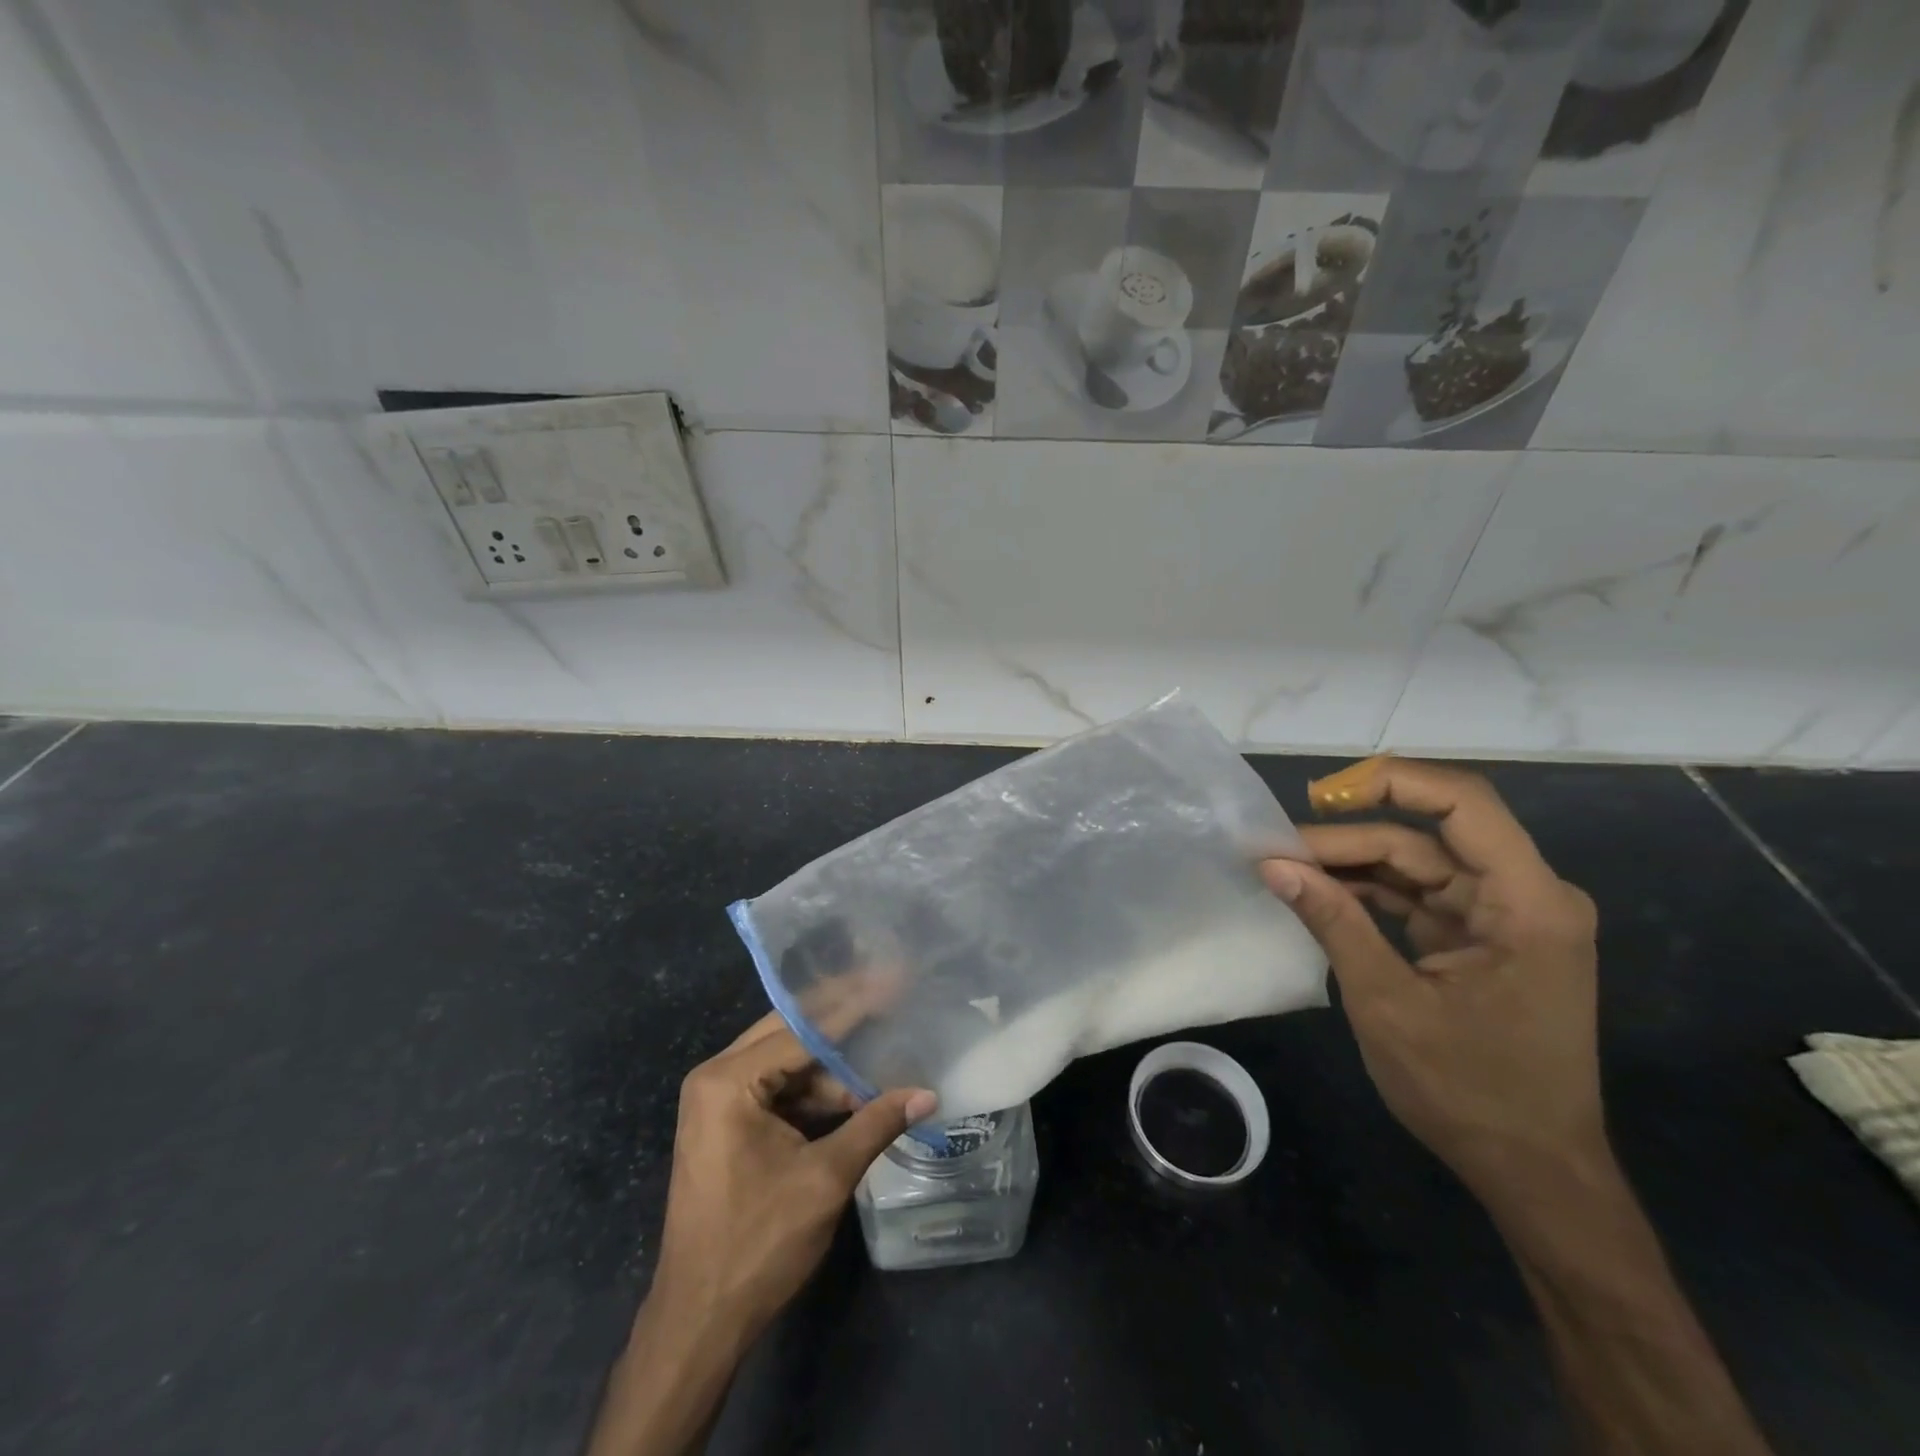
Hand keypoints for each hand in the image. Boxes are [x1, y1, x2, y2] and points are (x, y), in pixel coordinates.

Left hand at [650, 1013, 936, 1340]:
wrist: (698, 1321)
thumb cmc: (757, 1244)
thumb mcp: (825, 1178)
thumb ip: (875, 1124)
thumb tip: (928, 1094)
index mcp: (728, 1081)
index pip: (803, 1028)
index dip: (854, 1006)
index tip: (893, 981)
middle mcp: (716, 1077)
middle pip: (790, 1032)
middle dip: (843, 1020)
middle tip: (890, 995)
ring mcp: (717, 1101)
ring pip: (786, 1061)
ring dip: (832, 1065)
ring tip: (884, 1051)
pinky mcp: (725, 1124)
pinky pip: (777, 1088)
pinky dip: (814, 1091)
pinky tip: (854, 1091)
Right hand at [1260, 756, 1604, 1205]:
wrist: (1535, 1174)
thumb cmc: (1470, 1091)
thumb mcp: (1387, 1002)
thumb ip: (1332, 921)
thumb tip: (1271, 864)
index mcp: (1527, 903)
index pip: (1462, 803)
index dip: (1389, 782)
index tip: (1319, 796)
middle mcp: (1526, 896)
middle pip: (1427, 837)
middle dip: (1348, 837)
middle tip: (1275, 851)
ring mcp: (1507, 918)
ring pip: (1418, 863)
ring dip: (1353, 864)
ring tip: (1286, 869)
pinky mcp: (1486, 938)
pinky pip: (1421, 896)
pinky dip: (1370, 893)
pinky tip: (1319, 895)